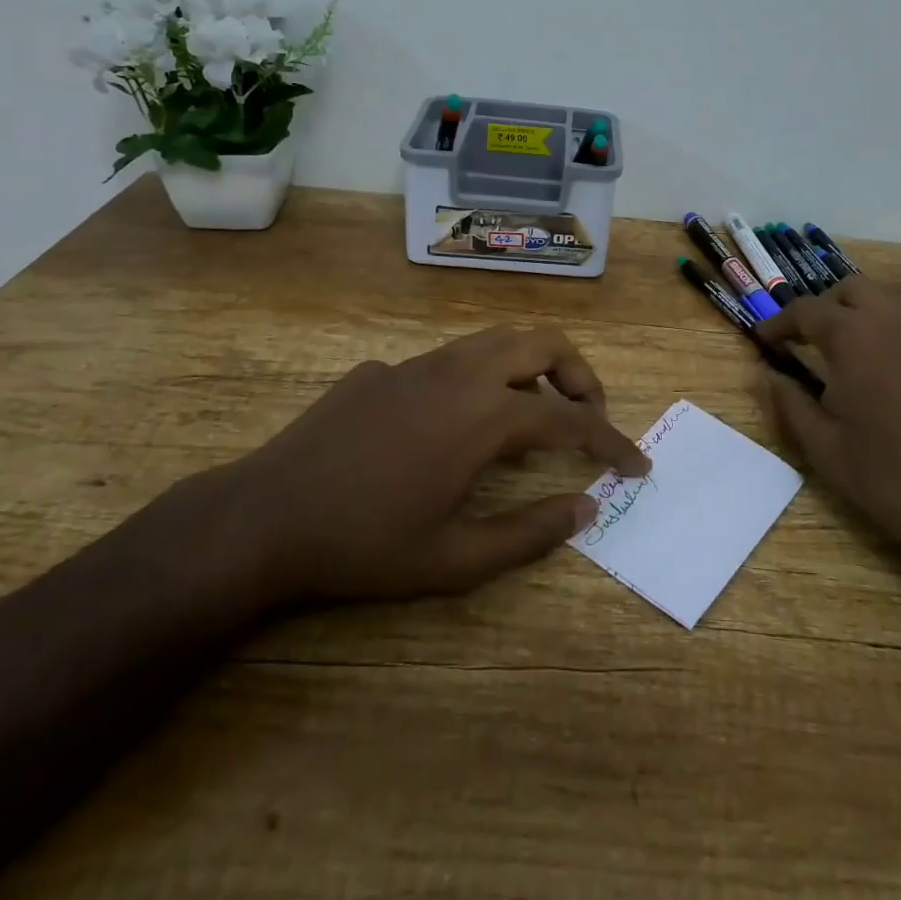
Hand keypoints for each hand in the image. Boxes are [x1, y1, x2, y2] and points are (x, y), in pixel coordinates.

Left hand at [207, 326, 648, 605]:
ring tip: (534, 415)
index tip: (636, 463)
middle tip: (588, 418)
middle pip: (545, 343)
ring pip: (498, 340)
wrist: (264, 518)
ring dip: (532, 368)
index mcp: (486, 415)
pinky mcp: (385, 367)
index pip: (571, 419)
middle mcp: (462, 372)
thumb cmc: (365, 545)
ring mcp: (420, 363)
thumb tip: (588, 506)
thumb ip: (532, 532)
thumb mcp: (456, 559)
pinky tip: (455, 426)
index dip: (611, 441)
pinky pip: (451, 360)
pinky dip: (480, 379)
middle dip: (581, 376)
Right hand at [756, 280, 900, 589]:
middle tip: (803, 343)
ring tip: (841, 350)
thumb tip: (764, 374)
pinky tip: (879, 363)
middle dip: (820, 310)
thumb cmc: (893, 478)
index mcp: (854, 335)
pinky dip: (885, 322)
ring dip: (855, 311)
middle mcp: (893, 315)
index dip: (779, 324)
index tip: (763, 342)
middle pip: (846, 290)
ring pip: (881, 296)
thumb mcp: (825, 447)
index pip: (805, 311)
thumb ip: (788, 402)